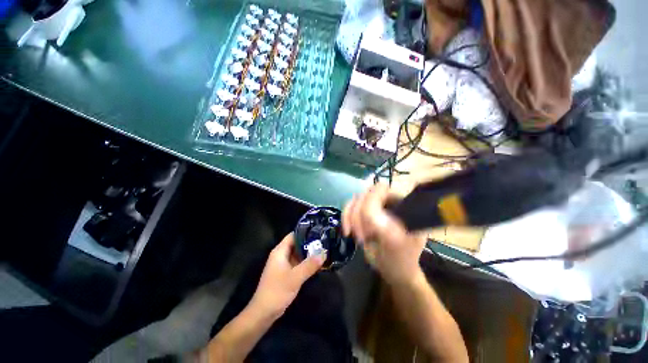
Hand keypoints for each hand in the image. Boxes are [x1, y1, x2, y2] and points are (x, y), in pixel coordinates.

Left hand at [249, 233, 325, 317]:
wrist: (264, 313)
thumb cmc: (277, 291)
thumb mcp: (295, 277)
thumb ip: (309, 265)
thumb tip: (323, 254)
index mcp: (280, 251)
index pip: (293, 235)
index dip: (304, 232)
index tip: (318, 231)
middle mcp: (281, 255)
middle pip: (296, 244)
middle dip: (309, 243)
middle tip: (324, 241)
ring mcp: (283, 265)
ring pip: (297, 254)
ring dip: (308, 253)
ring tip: (323, 250)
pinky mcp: (286, 273)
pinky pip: (297, 263)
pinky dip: (306, 262)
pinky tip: (316, 263)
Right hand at [342, 184, 426, 284]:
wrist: (393, 270)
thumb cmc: (399, 258)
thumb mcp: (392, 240)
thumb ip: (377, 218)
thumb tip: (362, 198)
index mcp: (401, 203)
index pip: (380, 189)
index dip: (370, 204)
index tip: (370, 228)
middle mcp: (388, 200)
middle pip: (364, 195)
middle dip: (359, 217)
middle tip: (362, 238)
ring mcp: (375, 206)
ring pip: (354, 201)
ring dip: (351, 219)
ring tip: (357, 237)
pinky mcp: (364, 213)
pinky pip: (349, 207)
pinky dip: (346, 218)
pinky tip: (348, 232)